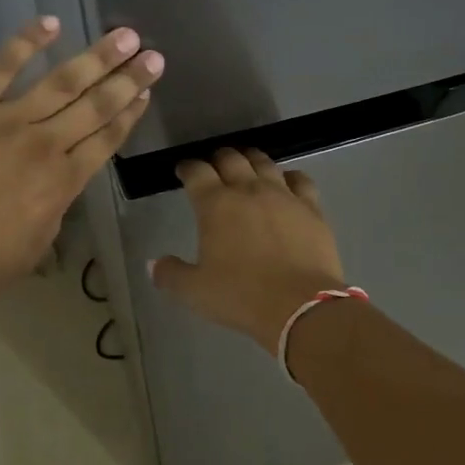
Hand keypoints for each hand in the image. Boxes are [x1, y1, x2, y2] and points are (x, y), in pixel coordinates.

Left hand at [0, 17, 161, 309]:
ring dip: (97, 57)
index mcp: (60, 184)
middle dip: (128, 79)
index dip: (129, 115)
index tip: (146, 93)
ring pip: (62, 81)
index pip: (105, 140)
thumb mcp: (28, 253)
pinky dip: (27, 41)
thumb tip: (57, 192)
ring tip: (125, 35)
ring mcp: (5, 118)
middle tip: (154, 57)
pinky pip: (2, 64)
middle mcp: (43, 145)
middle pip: (95, 106)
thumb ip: (51, 217)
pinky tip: (51, 23)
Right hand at [151, 148, 344, 348]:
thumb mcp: (195, 291)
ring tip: (247, 164)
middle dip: (218, 158)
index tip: (183, 170)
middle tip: (213, 166)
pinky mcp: (311, 208)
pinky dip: (289, 176)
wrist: (300, 306)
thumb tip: (152, 264)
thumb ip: (170, 274)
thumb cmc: (241, 296)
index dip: (187, 168)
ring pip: (264, 163)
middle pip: (231, 159)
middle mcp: (248, 190)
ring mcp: (283, 195)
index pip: (196, 172)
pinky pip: (300, 180)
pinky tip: (287, 182)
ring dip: (251, 160)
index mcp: (215, 205)